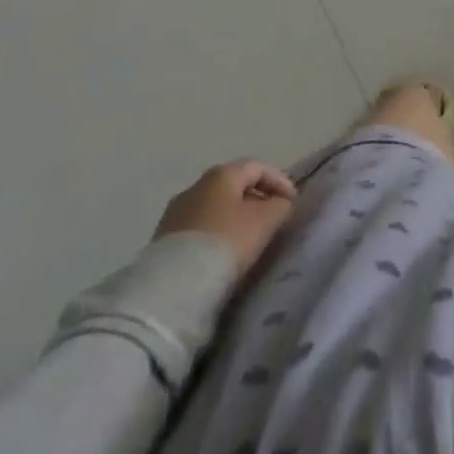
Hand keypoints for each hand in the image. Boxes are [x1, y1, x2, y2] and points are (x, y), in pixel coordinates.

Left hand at [154, 160, 298, 269]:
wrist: (174, 286)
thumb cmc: (226, 242)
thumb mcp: (265, 221)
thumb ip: (280, 206)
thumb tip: (281, 203)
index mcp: (221, 174)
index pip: (257, 167)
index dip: (279, 181)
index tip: (292, 202)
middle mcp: (195, 185)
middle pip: (233, 186)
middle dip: (255, 200)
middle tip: (271, 219)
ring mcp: (175, 212)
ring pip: (214, 208)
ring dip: (233, 218)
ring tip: (246, 240)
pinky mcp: (162, 240)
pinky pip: (198, 228)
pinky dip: (215, 234)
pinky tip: (221, 253)